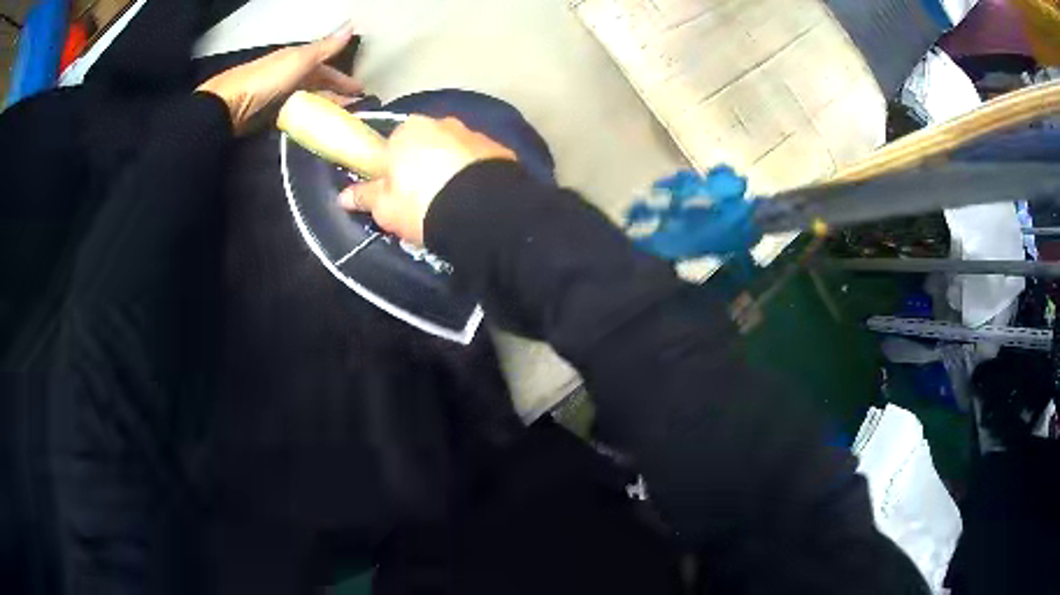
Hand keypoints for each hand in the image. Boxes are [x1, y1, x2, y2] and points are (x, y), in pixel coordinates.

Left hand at [197, 22, 361, 132]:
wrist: (228, 105)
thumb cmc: (266, 80)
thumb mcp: (300, 60)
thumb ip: (325, 48)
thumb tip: (351, 26)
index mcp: (297, 60)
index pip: (326, 68)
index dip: (343, 79)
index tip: (361, 92)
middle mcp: (289, 76)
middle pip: (317, 86)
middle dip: (336, 96)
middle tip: (354, 112)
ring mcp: (277, 97)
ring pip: (306, 102)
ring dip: (322, 110)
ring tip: (337, 123)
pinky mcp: (267, 116)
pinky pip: (293, 116)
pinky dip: (305, 121)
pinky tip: (312, 129)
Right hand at [338, 116, 516, 244]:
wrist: (481, 211)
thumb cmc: (421, 204)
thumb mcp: (385, 208)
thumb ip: (364, 197)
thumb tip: (343, 196)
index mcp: (407, 131)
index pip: (392, 146)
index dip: (392, 171)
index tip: (396, 193)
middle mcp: (441, 122)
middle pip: (425, 145)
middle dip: (423, 166)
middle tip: (425, 200)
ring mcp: (473, 133)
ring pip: (454, 151)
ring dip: (451, 168)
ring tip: (453, 201)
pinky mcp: (500, 149)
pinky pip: (478, 161)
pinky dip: (474, 174)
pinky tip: (475, 197)